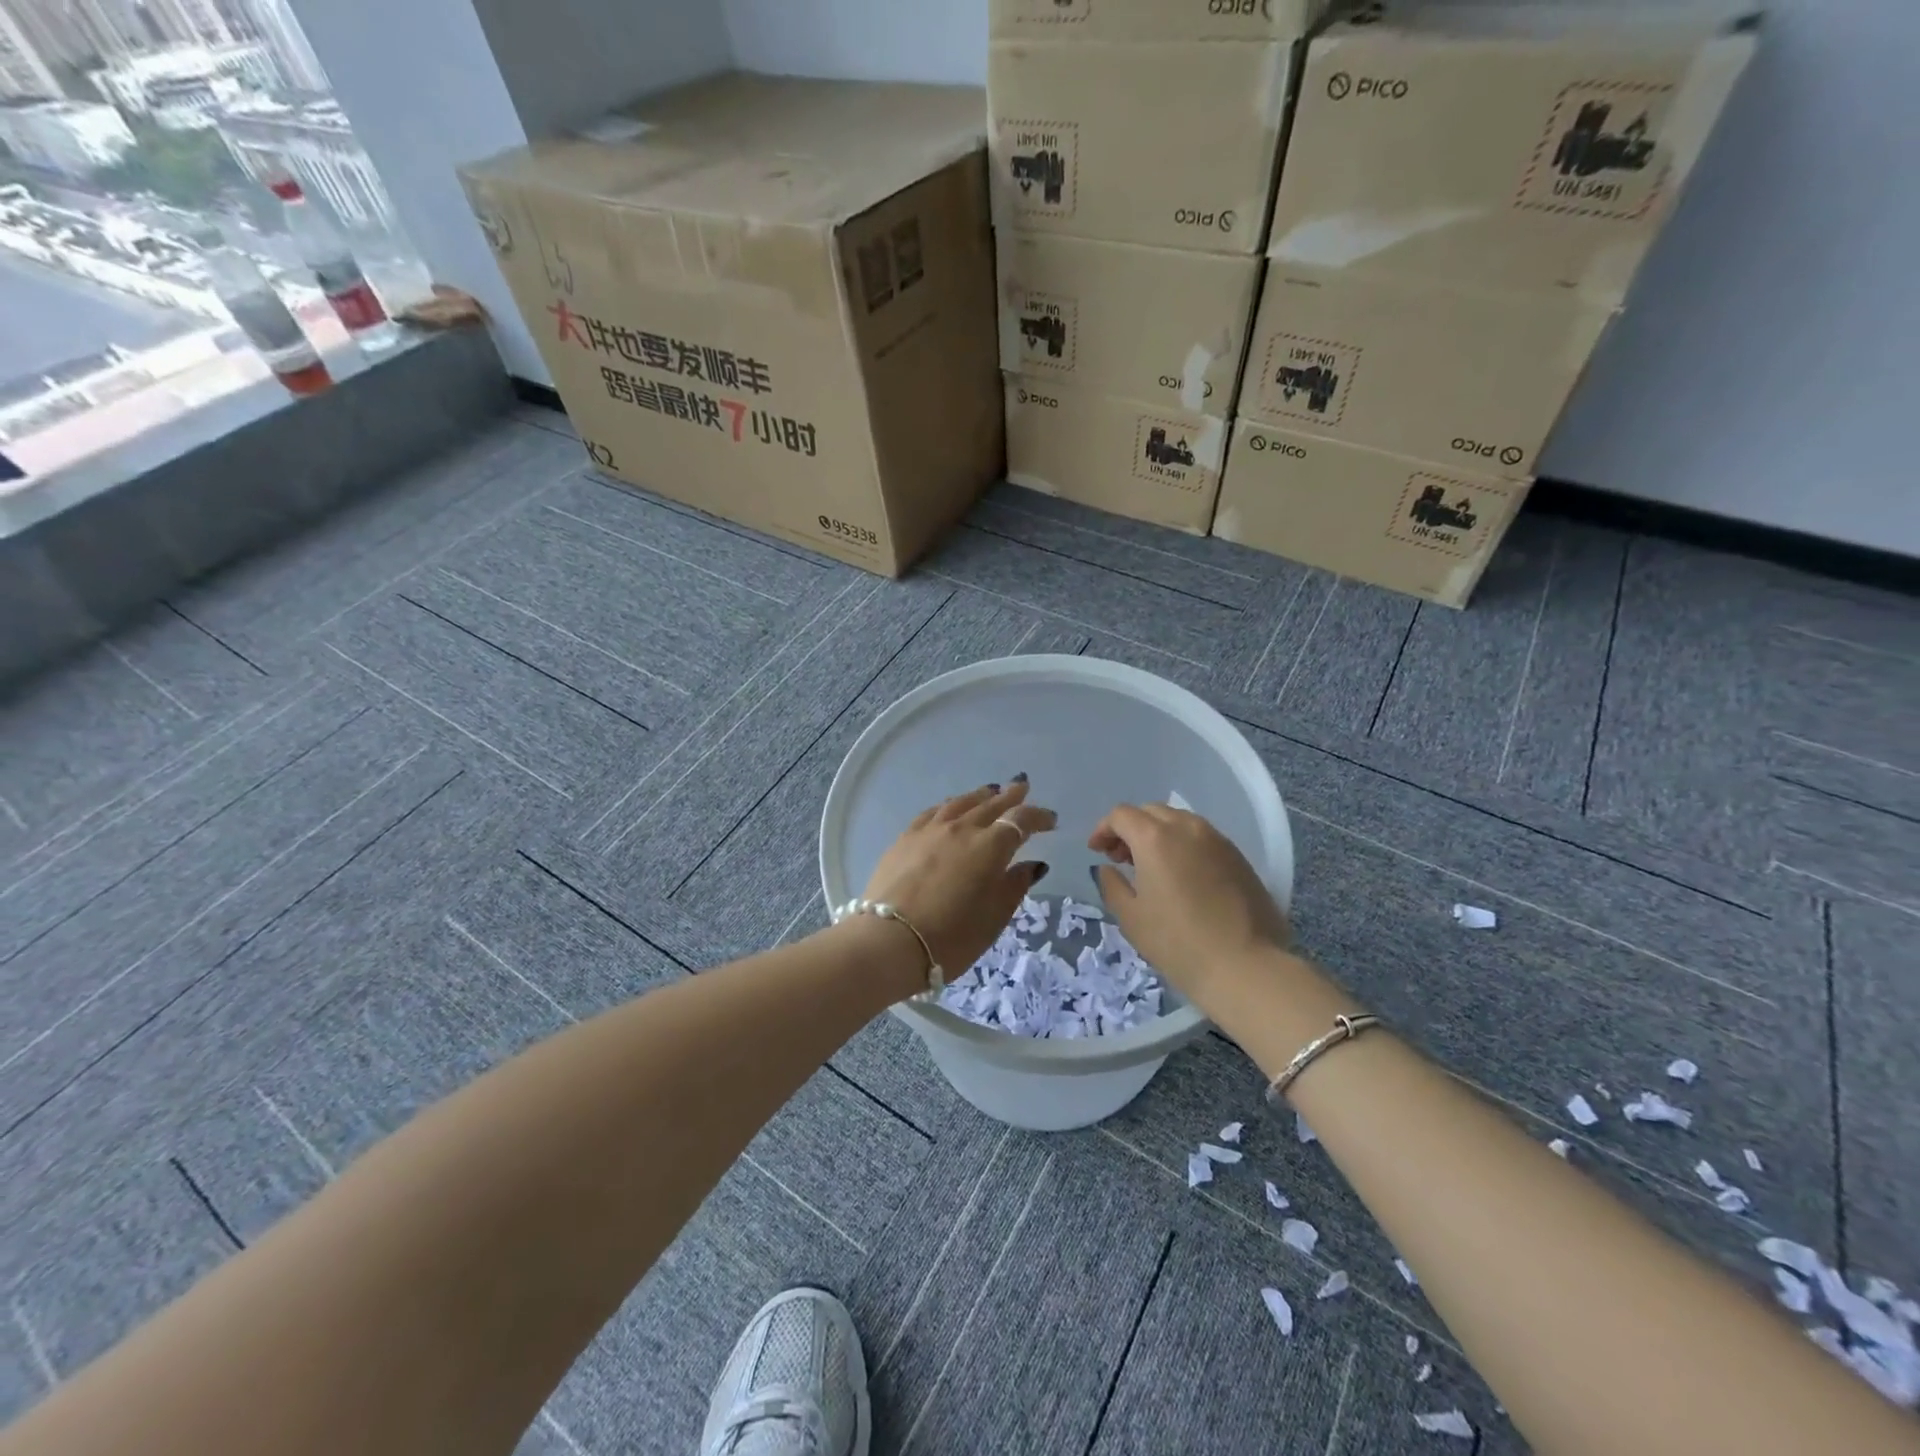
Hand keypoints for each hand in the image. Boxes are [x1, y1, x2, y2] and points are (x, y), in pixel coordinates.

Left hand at [862, 778, 1054, 990]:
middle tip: (1022, 787)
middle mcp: (962, 829)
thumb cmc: (951, 937)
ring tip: (990, 791)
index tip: (1050, 820)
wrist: (890, 941)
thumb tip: (1032, 864)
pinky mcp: (905, 838)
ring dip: (980, 795)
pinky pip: (933, 812)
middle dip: (1010, 796)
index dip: (1038, 818)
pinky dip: (949, 805)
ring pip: (960, 802)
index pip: (1021, 821)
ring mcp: (930, 830)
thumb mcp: (994, 917)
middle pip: (991, 804)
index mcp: (990, 847)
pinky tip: (949, 808)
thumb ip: (1015, 885)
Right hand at [1089, 804, 1290, 1013]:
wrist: (1245, 966)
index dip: (1103, 829)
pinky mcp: (1239, 856)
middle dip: (1131, 828)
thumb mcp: (1131, 917)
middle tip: (1121, 859)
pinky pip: (1202, 838)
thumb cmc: (1178, 942)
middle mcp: (1187, 827)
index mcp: (1155, 838)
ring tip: (1153, 867)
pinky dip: (1184, 845)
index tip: (1096, 851)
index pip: (1121, 815)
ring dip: (1159, 834)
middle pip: (1151, 812)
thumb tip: (1108, 868)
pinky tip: (1183, 876)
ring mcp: (1218, 840)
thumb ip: (1112, 885)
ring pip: (1179, 821)